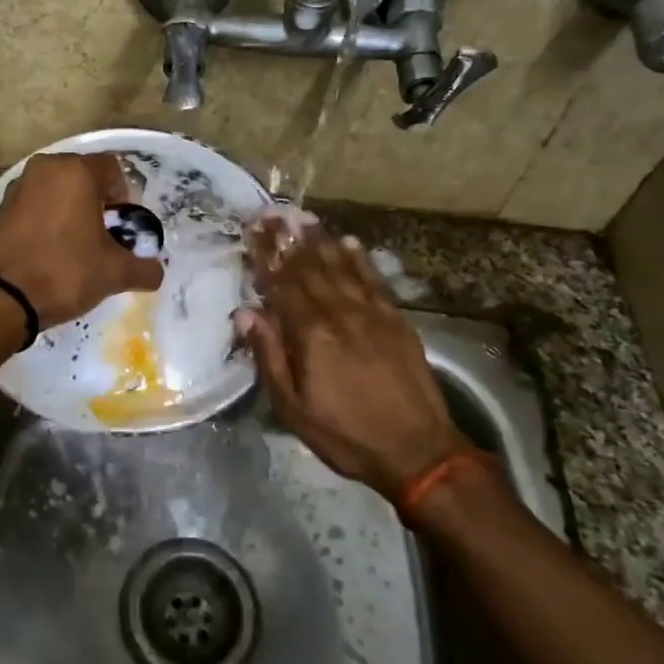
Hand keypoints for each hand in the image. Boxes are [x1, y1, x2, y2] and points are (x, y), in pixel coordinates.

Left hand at [0, 152, 163, 327]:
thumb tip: (156, 272)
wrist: (2, 298)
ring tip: (75, 245)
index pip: (113, 169)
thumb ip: (144, 268)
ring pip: (57, 189)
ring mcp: (19, 186)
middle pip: (83, 176)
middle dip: (96, 202)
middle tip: (101, 237)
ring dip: (70, 209)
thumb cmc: (65, 273)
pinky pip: (35, 203)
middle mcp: (45, 168)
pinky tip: (49, 249)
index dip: (124, 197)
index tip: (121, 227)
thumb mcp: (115, 273)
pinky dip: (46, 218)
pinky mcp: (0, 207)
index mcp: (76, 171)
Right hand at [237, 215, 466, 504]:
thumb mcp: (293, 408)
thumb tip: (245, 313)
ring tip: (302, 217)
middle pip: (308, 267)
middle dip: (287, 239)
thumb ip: (269, 356)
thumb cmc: (346, 434)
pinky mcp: (396, 320)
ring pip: (340, 266)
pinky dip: (359, 258)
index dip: (264, 255)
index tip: (250, 230)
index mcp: (310, 333)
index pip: (281, 284)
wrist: (418, 451)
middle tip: (271, 213)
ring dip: (319, 240)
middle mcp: (339, 313)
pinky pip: (373, 279)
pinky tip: (348, 241)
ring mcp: (371, 313)